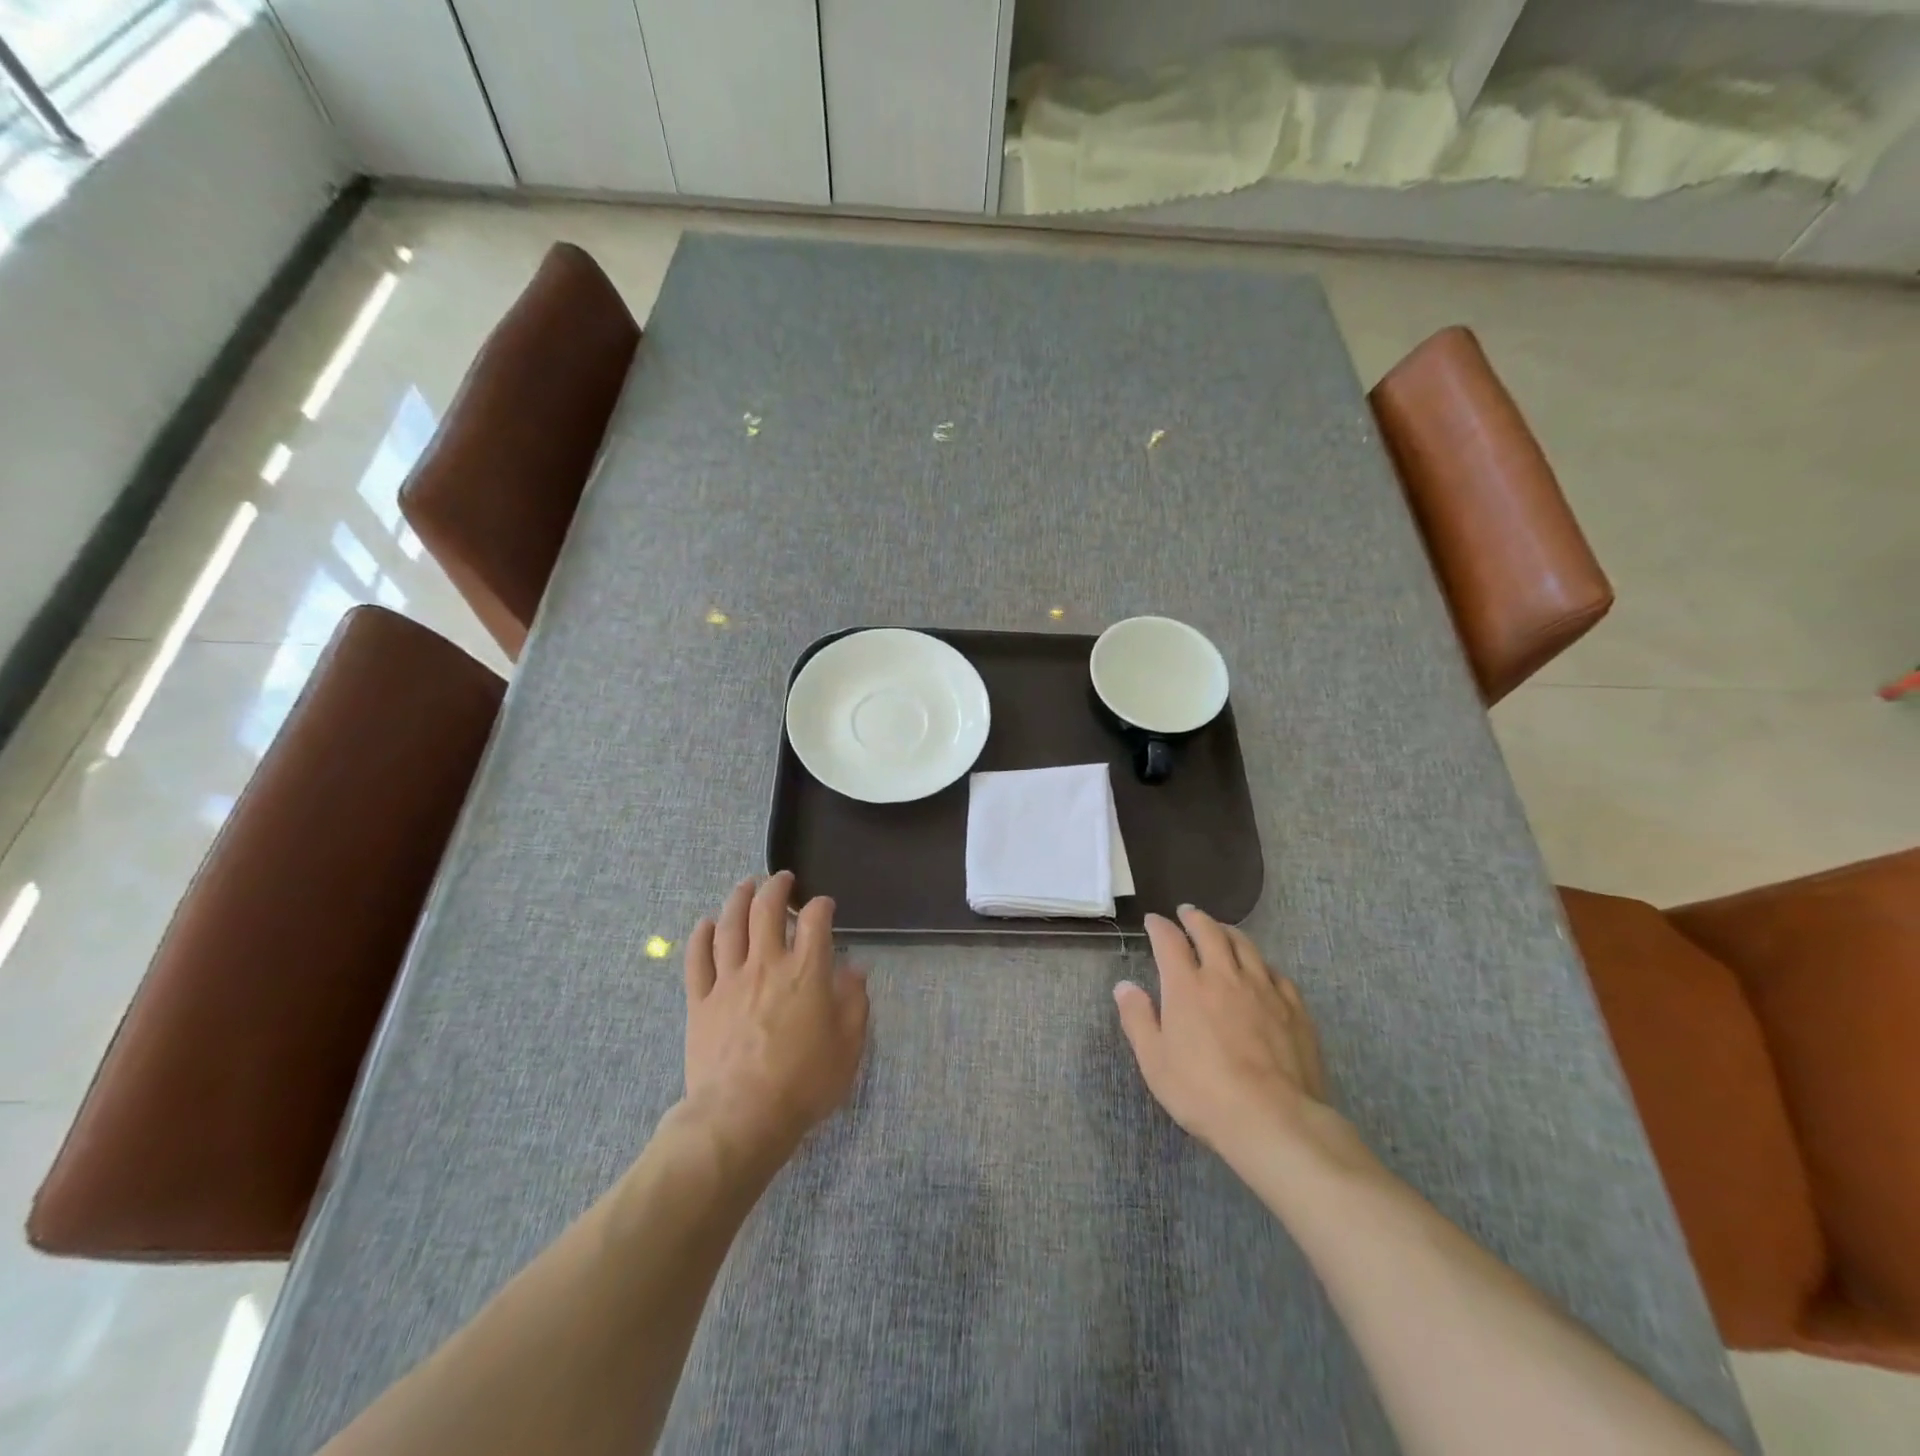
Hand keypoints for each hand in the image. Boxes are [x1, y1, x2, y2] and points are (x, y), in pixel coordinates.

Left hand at [682, 872, 868, 1159]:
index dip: (822, 906)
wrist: (741, 1118)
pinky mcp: (700, 1001)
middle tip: (782, 879)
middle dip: (777, 887)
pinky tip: (706, 924)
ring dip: (738, 899)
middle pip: (767, 910)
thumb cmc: (803, 1084)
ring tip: (746, 885)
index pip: (816, 921)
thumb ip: (854, 1003)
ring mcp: (728, 981)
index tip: (824, 906)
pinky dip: (701, 936)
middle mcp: (766, 965)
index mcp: (806, 972)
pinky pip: (697, 959)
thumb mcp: (848, 1047)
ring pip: (729, 926)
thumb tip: (854, 971)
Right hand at [1114, 905, 1341, 1172]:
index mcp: (1187, 986)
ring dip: (1229, 932)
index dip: (1159, 927)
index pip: (1169, 941)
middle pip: (1210, 933)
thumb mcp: (1154, 1060)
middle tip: (1188, 913)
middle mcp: (1224, 976)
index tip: (1153, 920)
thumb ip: (1137, 1018)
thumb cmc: (1202, 1092)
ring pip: (1245, 947)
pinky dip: (1261, 963)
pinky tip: (1261, 970)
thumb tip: (1125, 986)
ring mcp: (1263, 989)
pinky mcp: (1293, 1008)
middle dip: (1195, 918)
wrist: (1273, 1119)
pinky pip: (1276, 973)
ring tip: (1222, 930)